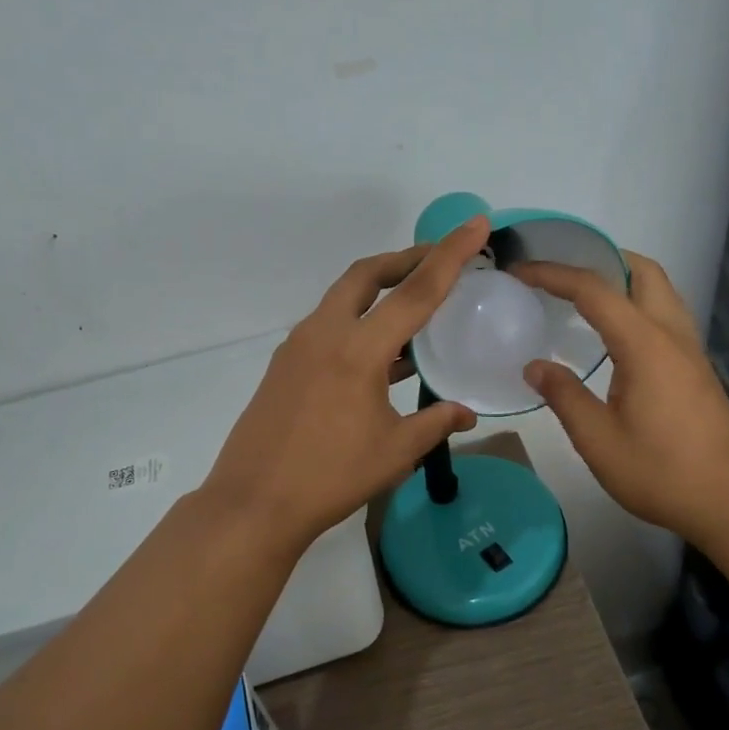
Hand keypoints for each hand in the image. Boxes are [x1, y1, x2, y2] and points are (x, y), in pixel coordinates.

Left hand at [201, 218, 488, 556]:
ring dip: (379, 292)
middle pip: (366, 274)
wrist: (253, 504)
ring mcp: (298, 347)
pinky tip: (380, 355)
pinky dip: (358, 323)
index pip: (415, 291)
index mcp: (357, 349)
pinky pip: (329, 327)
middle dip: (404, 259)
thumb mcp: (395, 452)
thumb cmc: (330, 478)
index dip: (450, 255)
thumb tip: (467, 412)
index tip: (475, 225)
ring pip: (343, 299)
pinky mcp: (285, 365)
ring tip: (414, 309)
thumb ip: (436, 423)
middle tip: (437, 261)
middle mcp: (324, 334)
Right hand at [517, 253, 728, 541]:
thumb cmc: (661, 473)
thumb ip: (564, 397)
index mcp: (645, 344)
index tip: (520, 271)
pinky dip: (636, 305)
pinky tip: (613, 337)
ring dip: (623, 281)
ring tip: (583, 298)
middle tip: (561, 275)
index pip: (595, 290)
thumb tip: (535, 367)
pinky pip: (665, 316)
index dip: (554, 274)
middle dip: (601, 260)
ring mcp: (691, 351)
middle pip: (642, 272)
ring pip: (660, 291)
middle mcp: (672, 335)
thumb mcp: (598, 440)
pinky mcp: (697, 369)